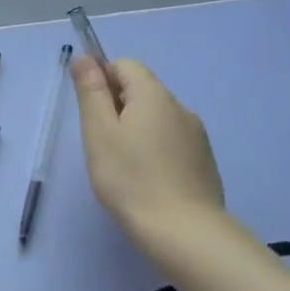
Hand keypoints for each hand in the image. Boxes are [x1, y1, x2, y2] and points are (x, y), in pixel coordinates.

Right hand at [72, 56, 225, 258]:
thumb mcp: (99, 132)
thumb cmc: (130, 178)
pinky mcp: (203, 162)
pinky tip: (145, 180)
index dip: (102, 80)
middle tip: (101, 144)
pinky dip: (154, 150)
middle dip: (117, 108)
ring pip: (157, 118)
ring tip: (122, 166)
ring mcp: (197, 136)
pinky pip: (171, 141)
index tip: (91, 114)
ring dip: (135, 130)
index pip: (125, 65)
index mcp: (154, 96)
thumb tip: (85, 58)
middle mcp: (180, 108)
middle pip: (142, 91)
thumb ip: (91, 92)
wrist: (184, 232)